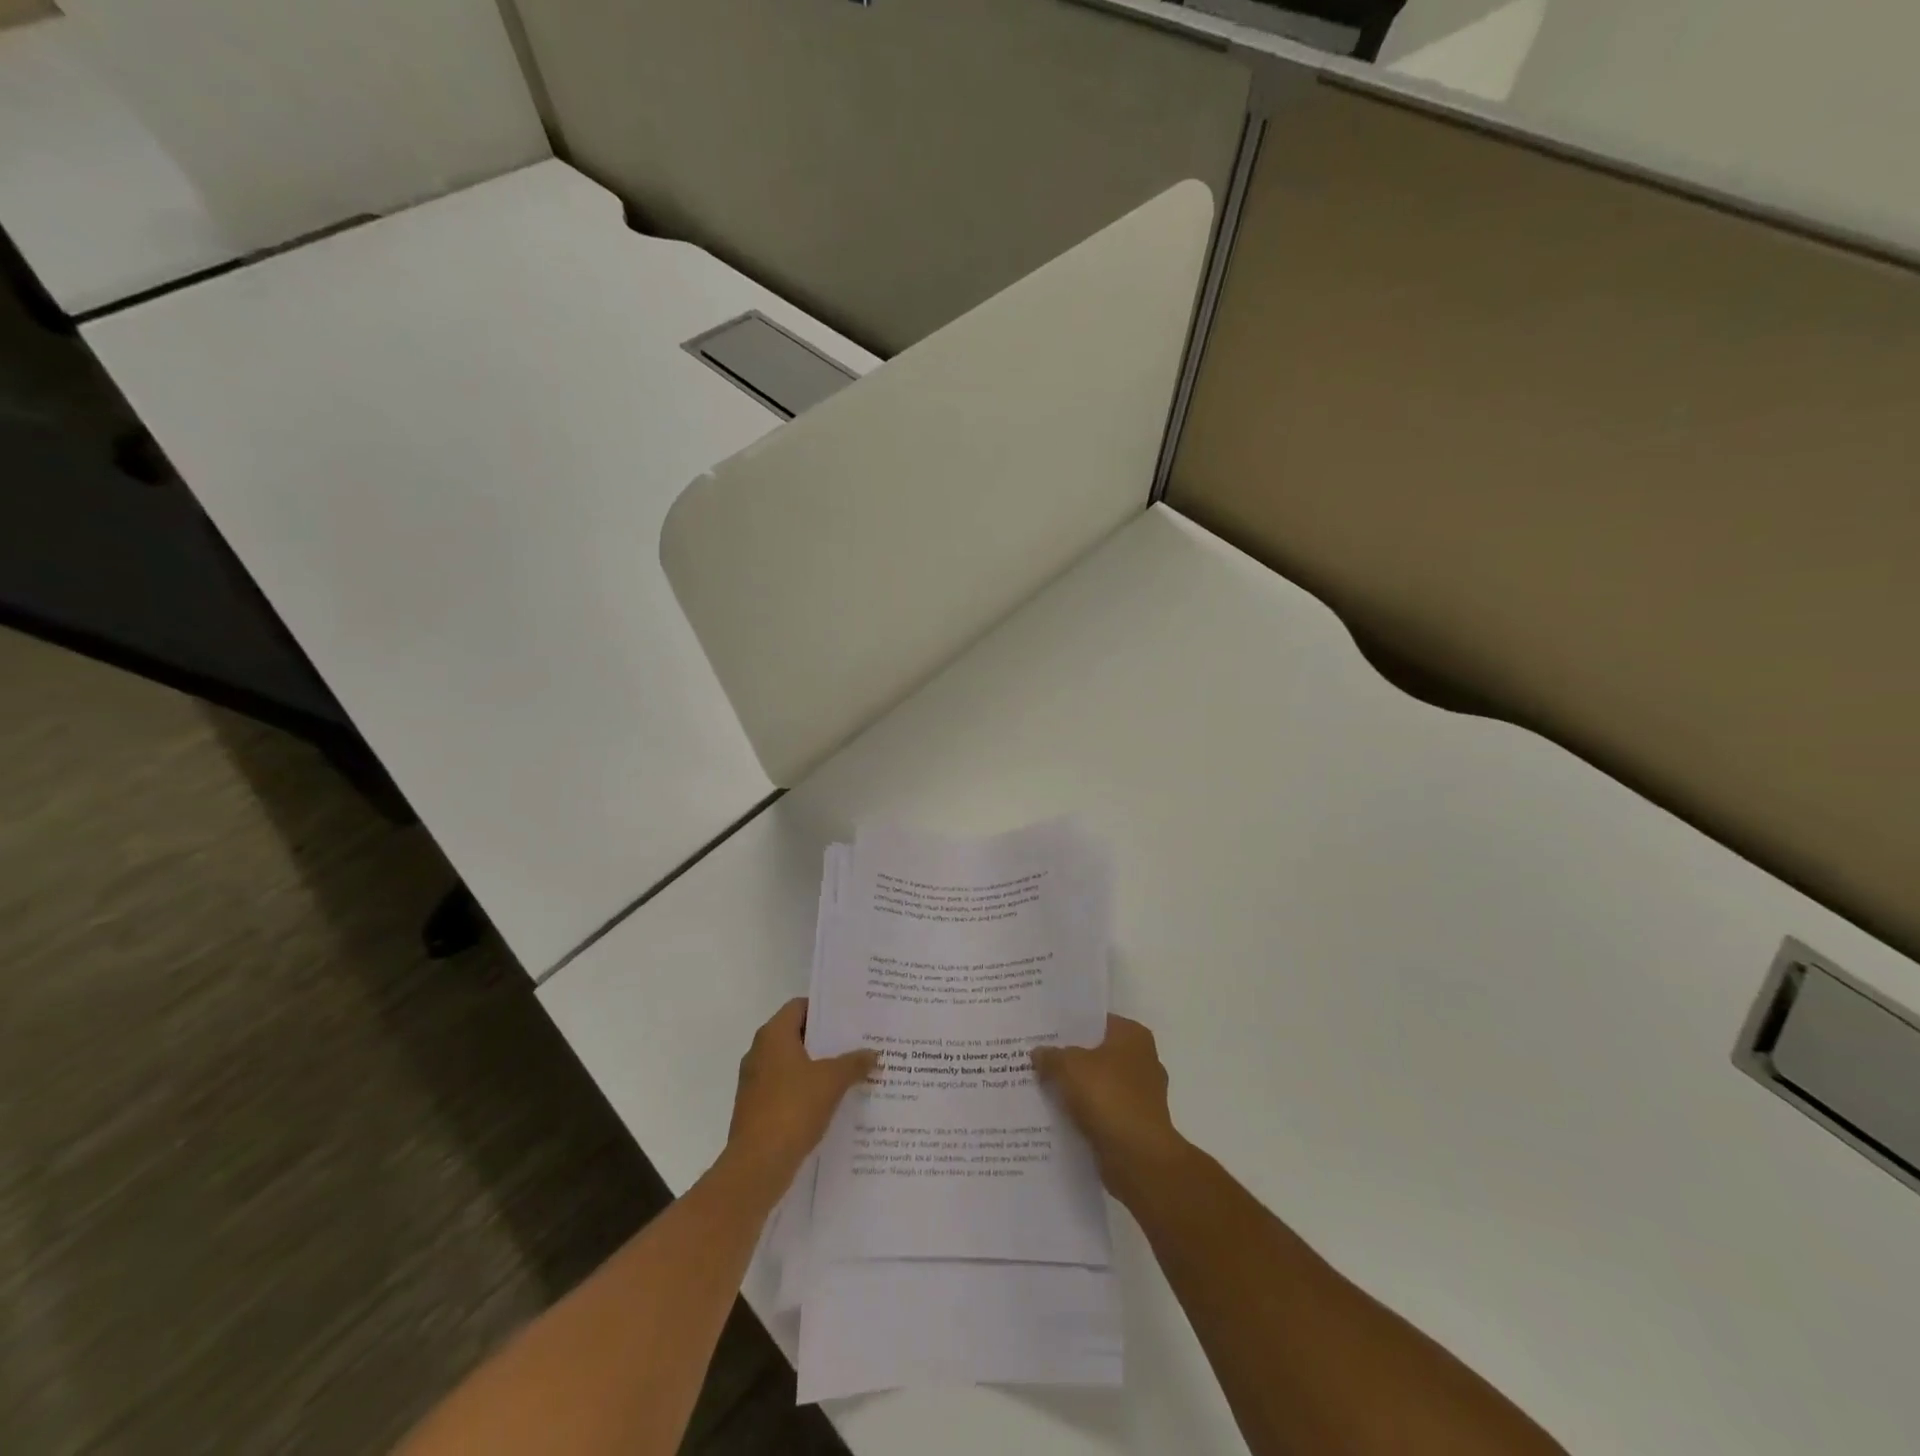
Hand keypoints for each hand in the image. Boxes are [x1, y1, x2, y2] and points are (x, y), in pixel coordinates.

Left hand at [723, 999, 874, 1191]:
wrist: (757, 1165)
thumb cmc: (793, 1108)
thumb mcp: (832, 1081)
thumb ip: (854, 1063)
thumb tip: (873, 1053)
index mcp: (773, 1035)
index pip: (800, 1006)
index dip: (824, 1009)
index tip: (850, 1016)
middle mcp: (759, 1052)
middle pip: (797, 1035)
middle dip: (826, 1040)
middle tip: (857, 1042)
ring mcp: (755, 1082)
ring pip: (792, 1064)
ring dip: (818, 1067)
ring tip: (851, 1071)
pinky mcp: (756, 1109)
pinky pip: (786, 1089)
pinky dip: (807, 1090)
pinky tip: (832, 1101)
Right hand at [1032, 1015, 1189, 1205]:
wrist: (1138, 1159)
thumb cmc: (1108, 1098)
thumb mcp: (1069, 1067)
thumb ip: (1051, 1056)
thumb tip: (1038, 1053)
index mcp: (1133, 1036)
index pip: (1096, 1020)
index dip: (1069, 1024)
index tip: (1043, 1029)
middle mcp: (1142, 1060)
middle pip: (1096, 1052)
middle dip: (1069, 1057)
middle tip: (1036, 1056)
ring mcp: (1141, 1095)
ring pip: (1097, 1083)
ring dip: (1075, 1088)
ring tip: (1040, 1085)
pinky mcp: (1134, 1124)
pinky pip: (1101, 1110)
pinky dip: (1083, 1112)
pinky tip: (1055, 1114)